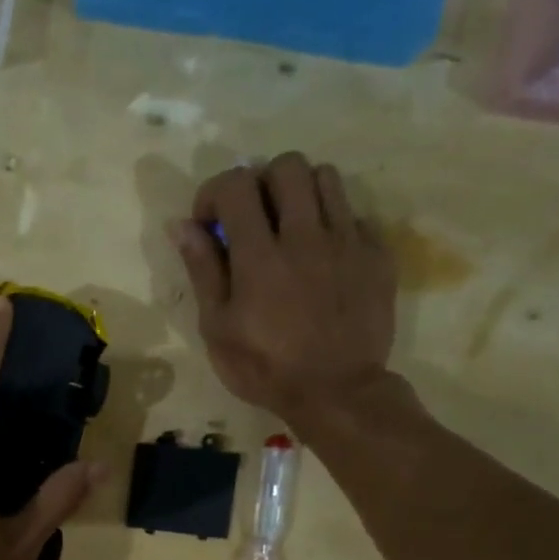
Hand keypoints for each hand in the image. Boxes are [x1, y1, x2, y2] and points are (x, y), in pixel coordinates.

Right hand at [173, 152, 398, 428]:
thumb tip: (182, 225)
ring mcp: (347, 242)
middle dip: (260, 182)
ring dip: (300, 193)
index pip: (236, 184)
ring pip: (326, 178)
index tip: (210, 224)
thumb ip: (202, 270)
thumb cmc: (265, 368)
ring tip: (290, 227)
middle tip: (253, 219)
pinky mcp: (376, 256)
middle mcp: (306, 236)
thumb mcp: (217, 328)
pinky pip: (355, 214)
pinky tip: (322, 257)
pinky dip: (332, 223)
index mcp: (260, 256)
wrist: (337, 394)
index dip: (215, 193)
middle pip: (287, 165)